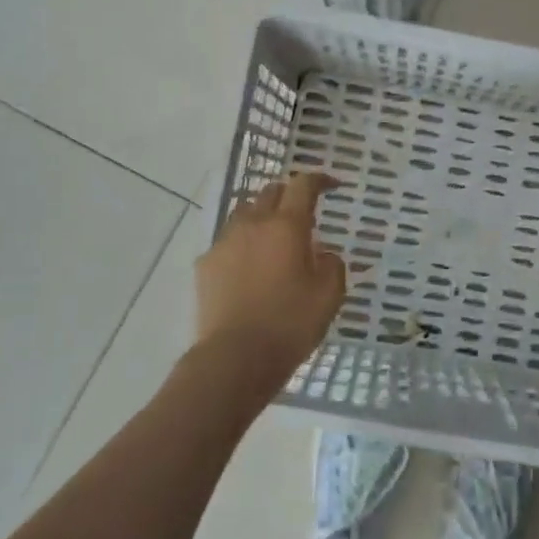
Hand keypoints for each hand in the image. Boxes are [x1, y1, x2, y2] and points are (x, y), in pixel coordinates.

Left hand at [193, 174, 346, 405]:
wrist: (235, 358)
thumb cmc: (290, 324)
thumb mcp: (329, 295)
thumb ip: (332, 265)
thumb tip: (323, 254)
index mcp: (287, 225)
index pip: (303, 185)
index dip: (319, 180)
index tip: (332, 186)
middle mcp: (253, 224)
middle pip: (270, 192)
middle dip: (289, 195)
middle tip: (303, 213)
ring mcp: (224, 243)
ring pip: (245, 213)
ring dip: (263, 217)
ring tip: (274, 239)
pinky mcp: (205, 265)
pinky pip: (228, 241)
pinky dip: (243, 244)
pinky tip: (250, 267)